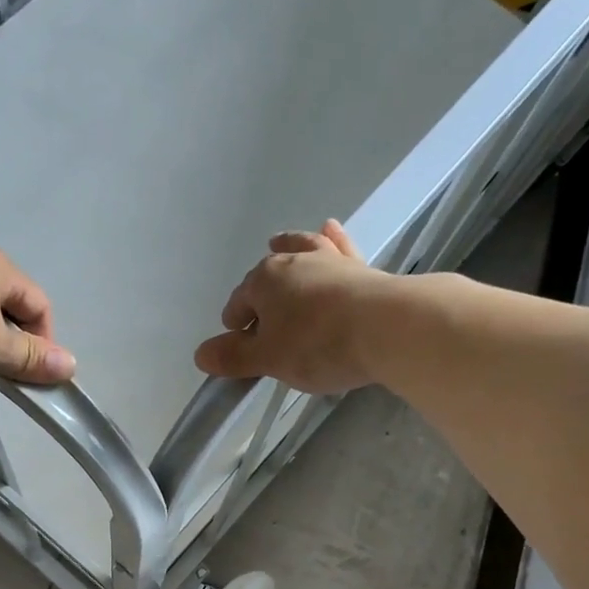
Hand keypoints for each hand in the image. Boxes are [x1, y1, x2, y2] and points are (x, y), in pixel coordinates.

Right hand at [194, 220, 384, 393]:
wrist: (388, 328)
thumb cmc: (318, 345)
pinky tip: (331, 230)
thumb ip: (235, 357)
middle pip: (267, 275)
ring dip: (289, 250)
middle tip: (260, 318)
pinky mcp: (361, 268)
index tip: (238, 345)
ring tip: (279, 245)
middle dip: (259, 292)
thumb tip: (201, 355)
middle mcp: (294, 262)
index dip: (235, 324)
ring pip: (302, 251)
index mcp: (264, 281)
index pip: (239, 301)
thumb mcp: (269, 359)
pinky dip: (332, 241)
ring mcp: (330, 261)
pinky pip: (340, 249)